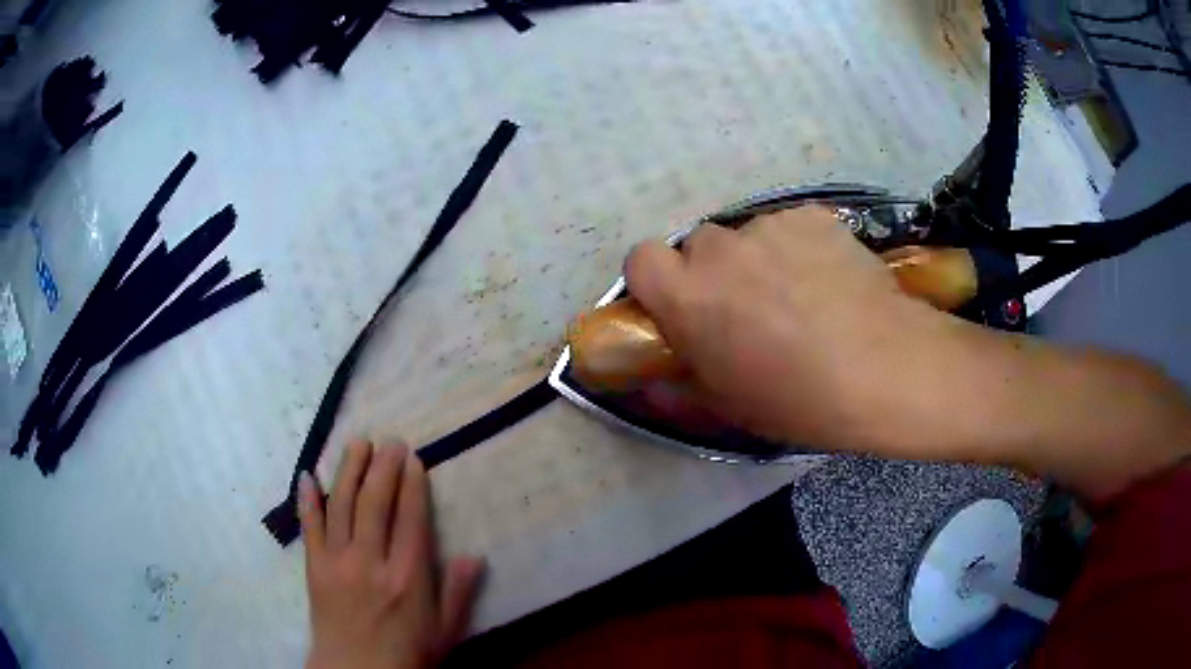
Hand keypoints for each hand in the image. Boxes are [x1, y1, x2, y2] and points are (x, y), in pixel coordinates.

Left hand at [300, 441, 483, 668]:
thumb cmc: (407, 654)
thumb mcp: (445, 630)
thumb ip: (459, 592)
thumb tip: (476, 555)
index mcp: (407, 577)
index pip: (411, 519)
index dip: (412, 484)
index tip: (413, 459)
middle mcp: (371, 562)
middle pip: (375, 503)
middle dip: (383, 467)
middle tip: (389, 441)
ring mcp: (338, 562)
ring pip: (342, 505)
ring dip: (349, 470)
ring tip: (357, 443)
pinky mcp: (314, 567)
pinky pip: (310, 526)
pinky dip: (308, 499)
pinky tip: (308, 474)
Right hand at [625, 205, 964, 452]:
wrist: (885, 370)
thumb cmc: (799, 400)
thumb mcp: (728, 407)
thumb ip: (678, 388)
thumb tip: (652, 382)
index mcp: (688, 296)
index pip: (640, 259)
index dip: (658, 281)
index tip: (682, 306)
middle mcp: (720, 250)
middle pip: (700, 246)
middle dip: (715, 272)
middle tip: (750, 308)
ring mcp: (770, 226)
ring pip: (750, 237)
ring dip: (761, 260)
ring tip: (803, 297)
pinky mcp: (813, 216)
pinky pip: (791, 228)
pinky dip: (801, 248)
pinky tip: (830, 280)